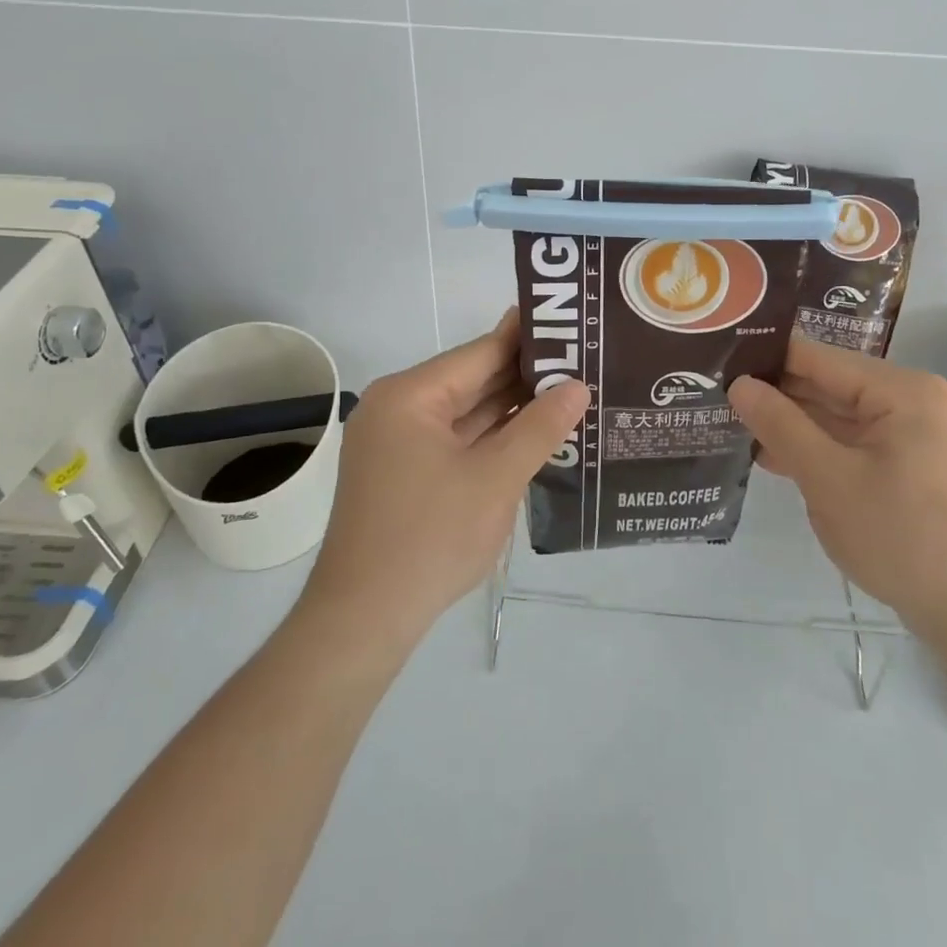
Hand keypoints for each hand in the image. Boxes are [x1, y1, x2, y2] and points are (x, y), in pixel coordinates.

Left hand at [299, 309, 589, 653]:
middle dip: (524, 376)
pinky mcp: (403, 472)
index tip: (571, 325)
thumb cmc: (430, 539)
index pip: (480, 352)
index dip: (527, 339)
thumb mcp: (496, 479)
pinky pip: (454, 440)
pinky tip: (532, 433)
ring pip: (464, 412)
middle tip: (582, 360)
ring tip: (569, 392)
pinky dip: (490, 438)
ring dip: (510, 409)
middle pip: (471, 380)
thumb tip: (577, 386)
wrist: (364, 621)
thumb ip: (539, 427)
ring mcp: (397, 442)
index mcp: (410, 396)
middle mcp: (398, 408)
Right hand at [728, 337, 946, 640]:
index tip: (716, 365)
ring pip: (837, 415)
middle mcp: (911, 399)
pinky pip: (853, 442)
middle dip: (775, 395)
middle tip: (714, 398)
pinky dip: (817, 448)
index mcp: (901, 390)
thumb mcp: (830, 480)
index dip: (765, 360)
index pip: (817, 357)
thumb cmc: (904, 540)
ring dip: (791, 424)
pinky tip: (773, 457)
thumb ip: (781, 425)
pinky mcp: (911, 464)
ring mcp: (914, 433)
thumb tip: (738, 384)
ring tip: (730, 424)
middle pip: (827, 384)